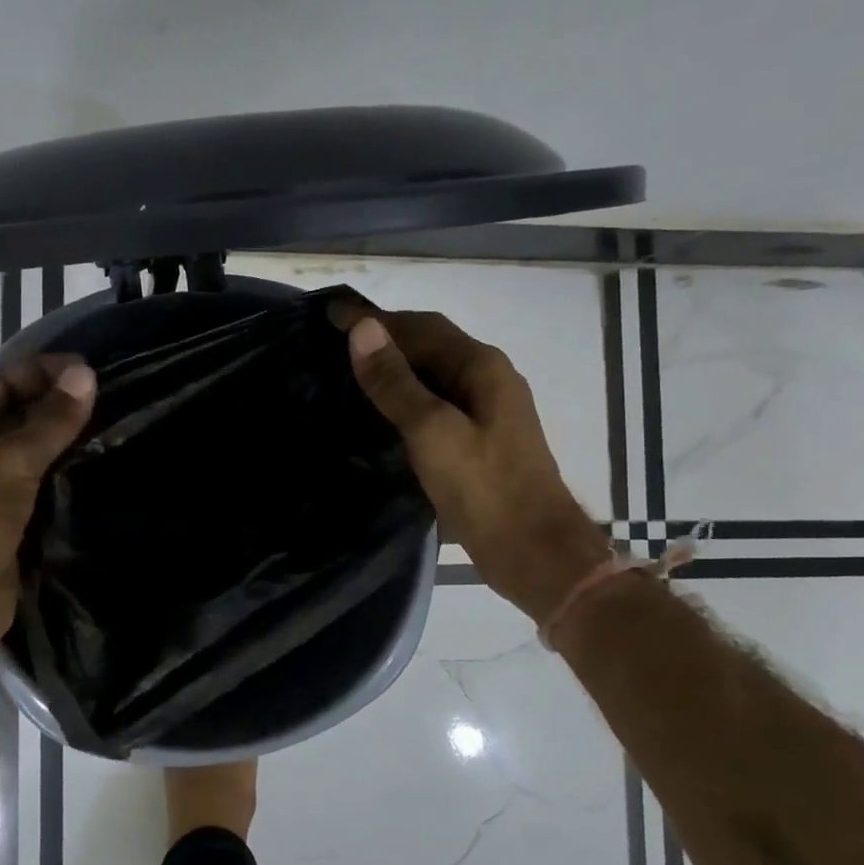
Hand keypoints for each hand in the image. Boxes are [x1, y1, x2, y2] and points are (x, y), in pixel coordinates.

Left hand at [0, 355, 96, 660]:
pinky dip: (62, 473)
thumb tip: (86, 374)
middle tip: (112, 397)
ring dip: (63, 440)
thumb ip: (50, 421)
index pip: (1, 380)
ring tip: (113, 427)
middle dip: (57, 403)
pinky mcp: (3, 517)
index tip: (93, 370)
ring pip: (29, 450)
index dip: (45, 371)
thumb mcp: (9, 463)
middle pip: (15, 413)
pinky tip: (97, 467)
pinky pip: (36, 483)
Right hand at [329, 296, 609, 623]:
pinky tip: (384, 410)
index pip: (420, 327)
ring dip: (396, 364)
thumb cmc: (484, 490)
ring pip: (434, 372)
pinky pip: (437, 399)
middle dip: (385, 334)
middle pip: (431, 343)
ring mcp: (488, 409)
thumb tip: (362, 329)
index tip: (330, 311)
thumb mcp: (432, 432)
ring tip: (351, 368)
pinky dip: (407, 393)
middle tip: (335, 337)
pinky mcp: (481, 438)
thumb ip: (396, 382)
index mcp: (482, 367)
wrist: (534, 553)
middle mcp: (489, 378)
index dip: (374, 318)